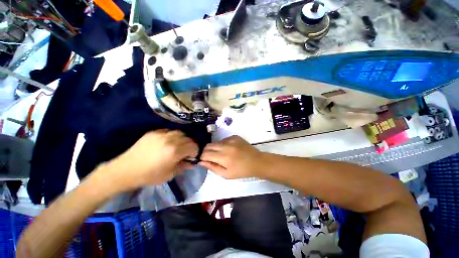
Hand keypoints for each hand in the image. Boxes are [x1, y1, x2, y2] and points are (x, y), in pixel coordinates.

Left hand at [101, 130, 197, 190]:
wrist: (125, 170)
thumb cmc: (149, 175)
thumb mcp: (169, 174)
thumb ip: (183, 166)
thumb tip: (192, 163)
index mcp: (174, 151)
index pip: (193, 146)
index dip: (195, 151)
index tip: (192, 156)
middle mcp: (170, 139)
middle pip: (188, 138)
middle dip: (190, 145)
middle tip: (186, 151)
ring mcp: (161, 134)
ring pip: (180, 132)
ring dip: (183, 139)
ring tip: (178, 145)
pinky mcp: (154, 132)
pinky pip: (169, 131)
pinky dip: (173, 136)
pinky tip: (168, 142)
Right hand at [199, 135, 266, 178]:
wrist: (256, 162)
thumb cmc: (241, 171)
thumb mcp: (226, 174)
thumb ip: (213, 167)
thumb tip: (201, 162)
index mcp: (223, 157)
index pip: (205, 154)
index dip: (202, 157)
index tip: (204, 160)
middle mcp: (225, 146)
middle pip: (208, 145)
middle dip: (206, 151)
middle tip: (211, 157)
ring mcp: (231, 139)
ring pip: (216, 142)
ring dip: (215, 148)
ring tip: (222, 154)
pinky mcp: (235, 136)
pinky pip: (224, 139)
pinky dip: (223, 144)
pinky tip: (229, 149)